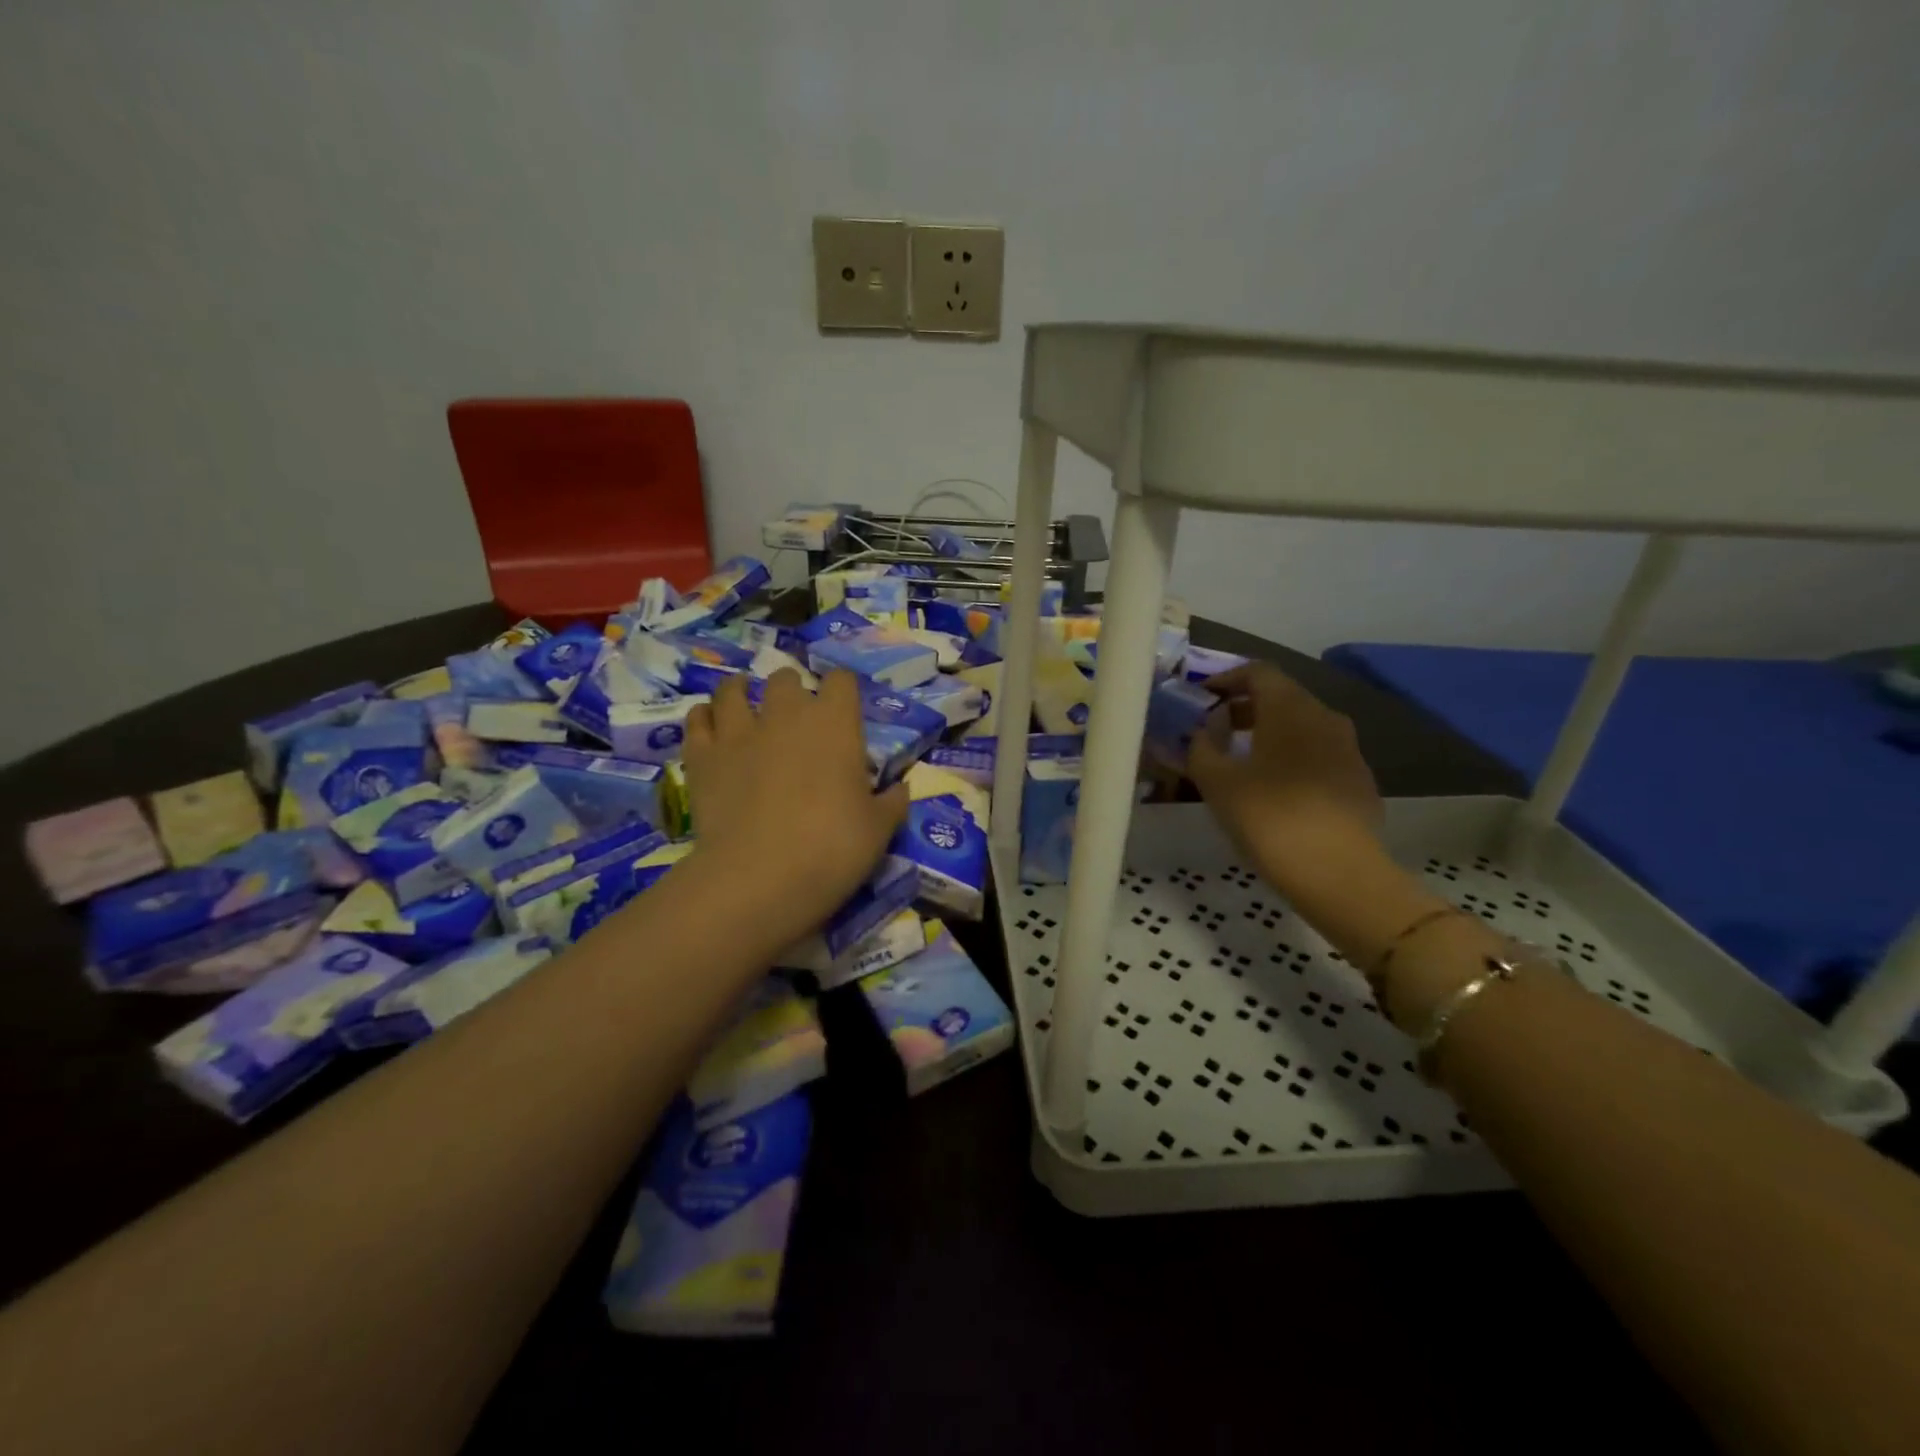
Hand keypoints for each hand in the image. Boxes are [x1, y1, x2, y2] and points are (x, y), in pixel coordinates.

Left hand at [681, 669, 908, 949]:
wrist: (760, 877)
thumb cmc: (833, 848)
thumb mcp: (879, 830)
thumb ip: (892, 803)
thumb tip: (901, 789)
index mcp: (835, 723)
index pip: (841, 680)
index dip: (842, 689)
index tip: (844, 708)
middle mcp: (786, 714)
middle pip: (786, 679)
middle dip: (792, 690)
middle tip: (794, 715)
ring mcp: (738, 732)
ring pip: (732, 691)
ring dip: (741, 692)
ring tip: (744, 702)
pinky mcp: (702, 757)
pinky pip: (697, 720)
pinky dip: (704, 718)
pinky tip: (709, 727)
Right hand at [1187, 663, 1383, 888]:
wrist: (1339, 873)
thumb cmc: (1269, 818)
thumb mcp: (1217, 783)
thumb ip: (1201, 748)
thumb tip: (1202, 731)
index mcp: (1290, 709)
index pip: (1258, 672)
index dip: (1227, 678)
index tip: (1202, 697)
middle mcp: (1324, 718)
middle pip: (1281, 696)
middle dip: (1244, 707)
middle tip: (1214, 729)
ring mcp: (1348, 749)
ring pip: (1301, 726)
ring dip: (1267, 732)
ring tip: (1240, 759)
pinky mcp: (1358, 780)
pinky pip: (1318, 754)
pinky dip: (1290, 757)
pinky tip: (1273, 788)